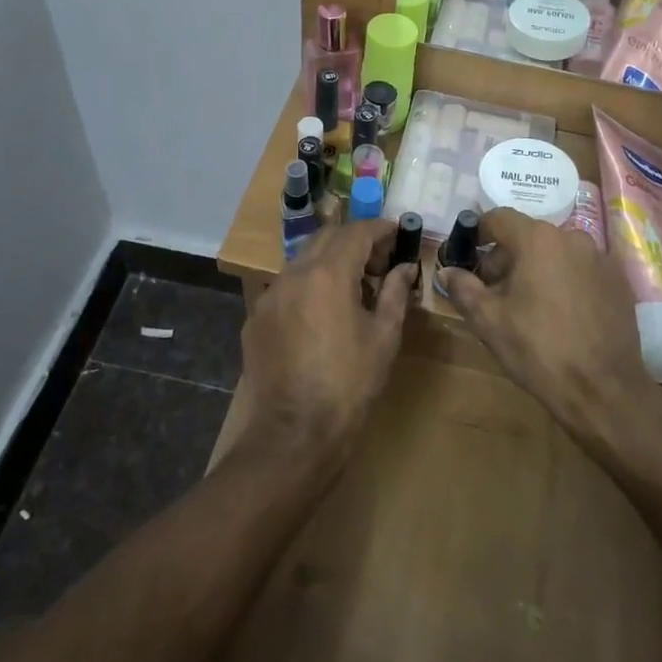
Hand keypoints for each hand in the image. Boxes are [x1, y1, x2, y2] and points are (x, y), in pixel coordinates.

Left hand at [234, 220, 416, 466]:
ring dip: (329, 262)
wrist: (293, 433)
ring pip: (303, 260)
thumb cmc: (349, 384)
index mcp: (328, 274)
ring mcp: (269, 295)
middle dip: (354, 241)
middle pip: (326, 237)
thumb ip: (394, 293)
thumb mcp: (383, 337)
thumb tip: (405, 267)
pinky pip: (286, 287)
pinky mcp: (256, 318)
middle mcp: (293, 274)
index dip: (380, 228)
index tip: (397, 232)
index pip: (356, 232)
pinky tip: (321, 316)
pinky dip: (308, 287)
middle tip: (378, 262)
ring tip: (352, 289)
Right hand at [438, 209, 654, 436]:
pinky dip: (566, 281)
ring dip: (537, 269)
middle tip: (495, 291)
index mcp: (538, 240)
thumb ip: (463, 288)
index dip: (478, 234)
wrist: (603, 391)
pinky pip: (581, 270)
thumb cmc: (538, 350)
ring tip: (529, 306)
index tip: (469, 257)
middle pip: (528, 236)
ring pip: (557, 253)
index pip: (499, 218)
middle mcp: (572, 238)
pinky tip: (562, 315)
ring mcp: (600, 258)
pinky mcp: (619, 281)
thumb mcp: (488, 321)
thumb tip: (447, 271)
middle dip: (507, 257)